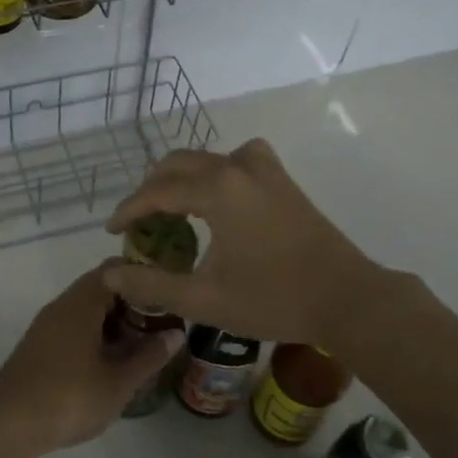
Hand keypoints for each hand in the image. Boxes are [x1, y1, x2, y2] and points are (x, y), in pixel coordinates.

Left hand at [0, 263, 183, 455]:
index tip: (168, 289)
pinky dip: (96, 337)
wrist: (6, 424)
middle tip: (162, 323)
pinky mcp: (39, 347)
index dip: (143, 275)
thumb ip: (149, 356)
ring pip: (87, 311)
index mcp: (82, 302)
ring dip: (114, 323)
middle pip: (102, 288)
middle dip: (132, 303)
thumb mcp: (118, 382)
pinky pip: (74, 328)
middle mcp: (62, 305)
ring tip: (142, 346)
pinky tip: (111, 364)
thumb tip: (176, 334)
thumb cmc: (68, 397)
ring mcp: (47, 326)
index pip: (116, 269)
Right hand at [103, 139, 397, 347]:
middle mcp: (237, 166)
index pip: (156, 191)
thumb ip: (151, 284)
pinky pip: (235, 160)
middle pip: (177, 165)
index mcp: (217, 189)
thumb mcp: (204, 299)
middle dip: (151, 190)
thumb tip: (111, 273)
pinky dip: (213, 172)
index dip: (128, 210)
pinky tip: (216, 198)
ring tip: (169, 210)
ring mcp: (264, 168)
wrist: (347, 298)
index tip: (112, 231)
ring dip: (180, 178)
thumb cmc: (273, 299)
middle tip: (138, 223)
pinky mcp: (281, 178)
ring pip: (206, 158)